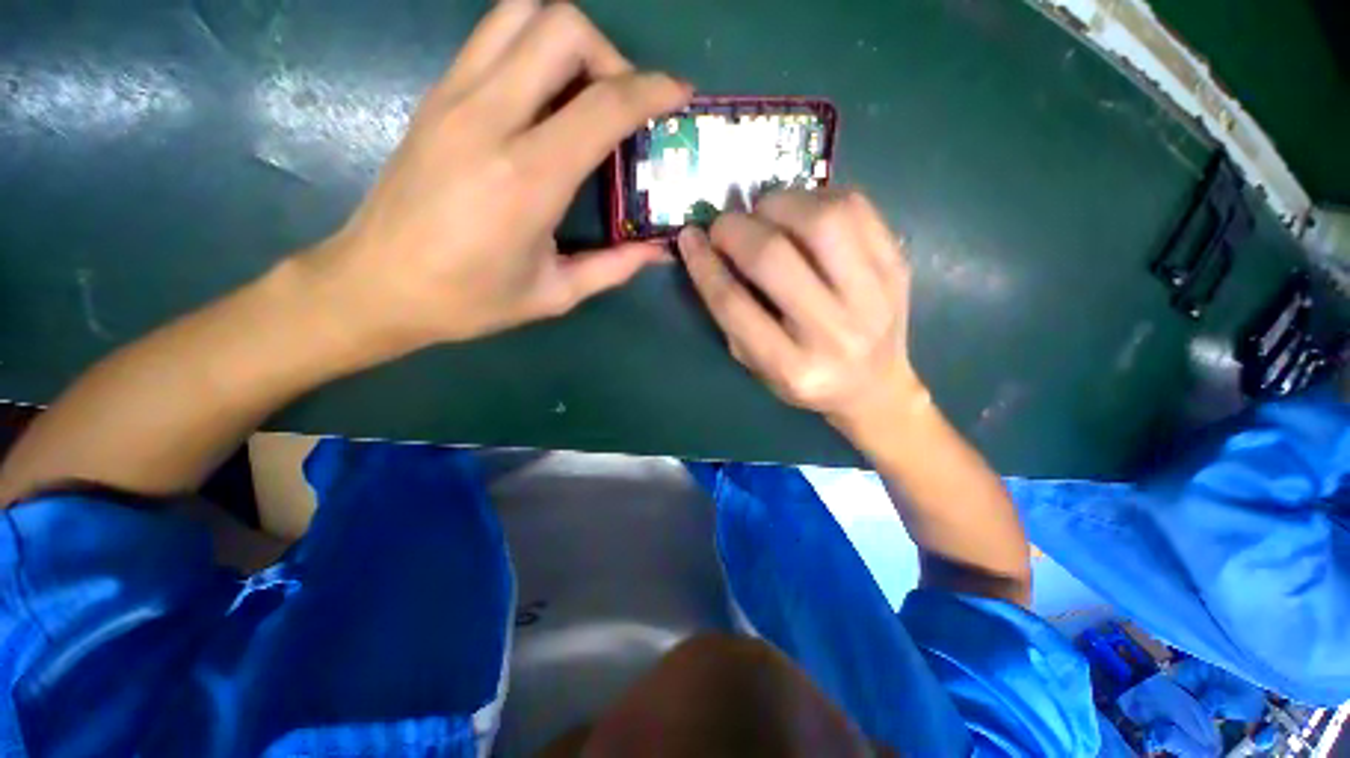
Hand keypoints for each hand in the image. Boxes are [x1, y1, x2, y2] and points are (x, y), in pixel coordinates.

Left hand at [298, 0, 691, 357]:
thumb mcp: (555, 294)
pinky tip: (544, 97)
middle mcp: (490, 119)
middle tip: (621, 104)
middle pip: (562, 27)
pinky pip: (493, 37)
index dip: (652, 91)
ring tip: (584, 92)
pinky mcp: (436, 95)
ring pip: (521, 12)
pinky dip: (532, 47)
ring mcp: (454, 97)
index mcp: (528, 178)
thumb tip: (659, 250)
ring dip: (568, 40)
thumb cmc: (470, 300)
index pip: (603, 104)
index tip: (678, 95)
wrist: (376, 285)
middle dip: (610, 55)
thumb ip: (615, 267)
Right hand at [677, 190, 922, 429]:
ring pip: (821, 220)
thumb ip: (732, 316)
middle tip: (724, 226)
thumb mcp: (757, 365)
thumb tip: (710, 251)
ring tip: (763, 213)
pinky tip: (800, 212)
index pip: (734, 304)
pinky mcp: (897, 266)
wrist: (874, 385)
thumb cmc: (805, 379)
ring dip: (778, 204)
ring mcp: (874, 295)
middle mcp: (834, 333)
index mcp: (792, 367)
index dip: (704, 264)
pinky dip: (816, 197)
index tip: (689, 238)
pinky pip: (855, 207)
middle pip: (773, 257)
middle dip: (735, 229)